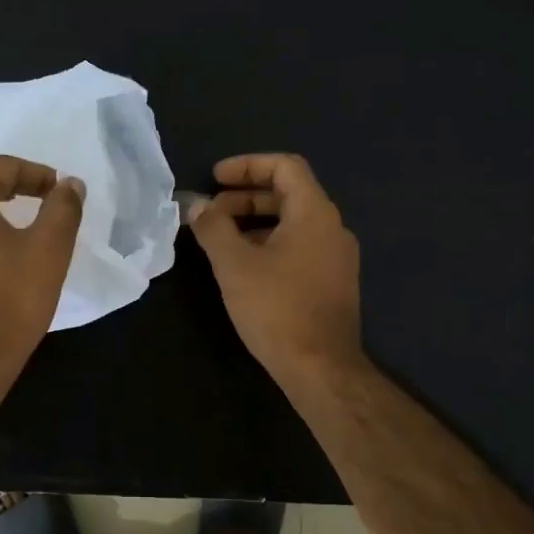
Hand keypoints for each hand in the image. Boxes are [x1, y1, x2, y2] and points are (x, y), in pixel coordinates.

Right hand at [188, 153, 362, 391]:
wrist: (321, 368)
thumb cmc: (276, 308)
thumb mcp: (234, 264)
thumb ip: (213, 227)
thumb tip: (195, 204)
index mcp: (315, 213)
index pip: (285, 166)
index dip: (248, 165)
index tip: (216, 178)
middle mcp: (333, 228)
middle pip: (289, 194)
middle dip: (246, 197)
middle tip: (212, 212)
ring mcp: (337, 257)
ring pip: (294, 223)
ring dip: (256, 222)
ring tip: (222, 240)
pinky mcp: (333, 283)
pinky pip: (301, 247)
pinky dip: (271, 244)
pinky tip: (246, 268)